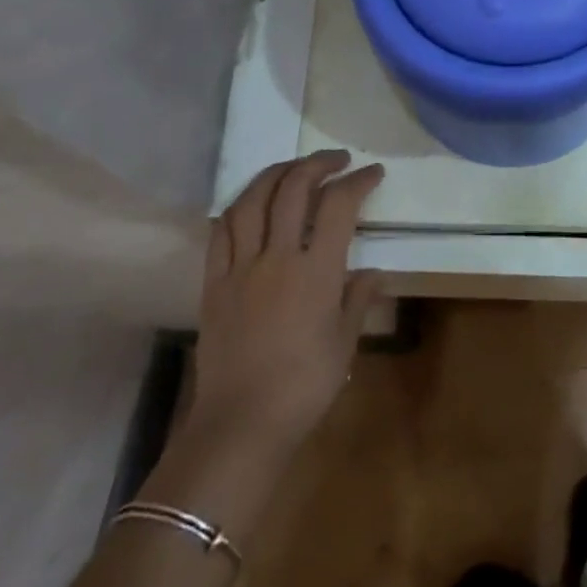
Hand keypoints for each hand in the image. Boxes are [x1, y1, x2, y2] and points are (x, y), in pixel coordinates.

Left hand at [182, 150, 383, 468]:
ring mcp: (240, 267)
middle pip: (294, 188)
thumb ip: (358, 299)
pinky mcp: (214, 283)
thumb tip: (372, 272)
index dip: (359, 181)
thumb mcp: (344, 343)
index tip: (373, 173)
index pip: (339, 205)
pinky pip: (221, 232)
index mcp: (316, 271)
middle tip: (337, 160)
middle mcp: (277, 257)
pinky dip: (238, 208)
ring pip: (253, 200)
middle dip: (318, 164)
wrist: (240, 425)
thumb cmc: (303, 387)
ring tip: (294, 168)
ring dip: (276, 173)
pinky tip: (250, 203)